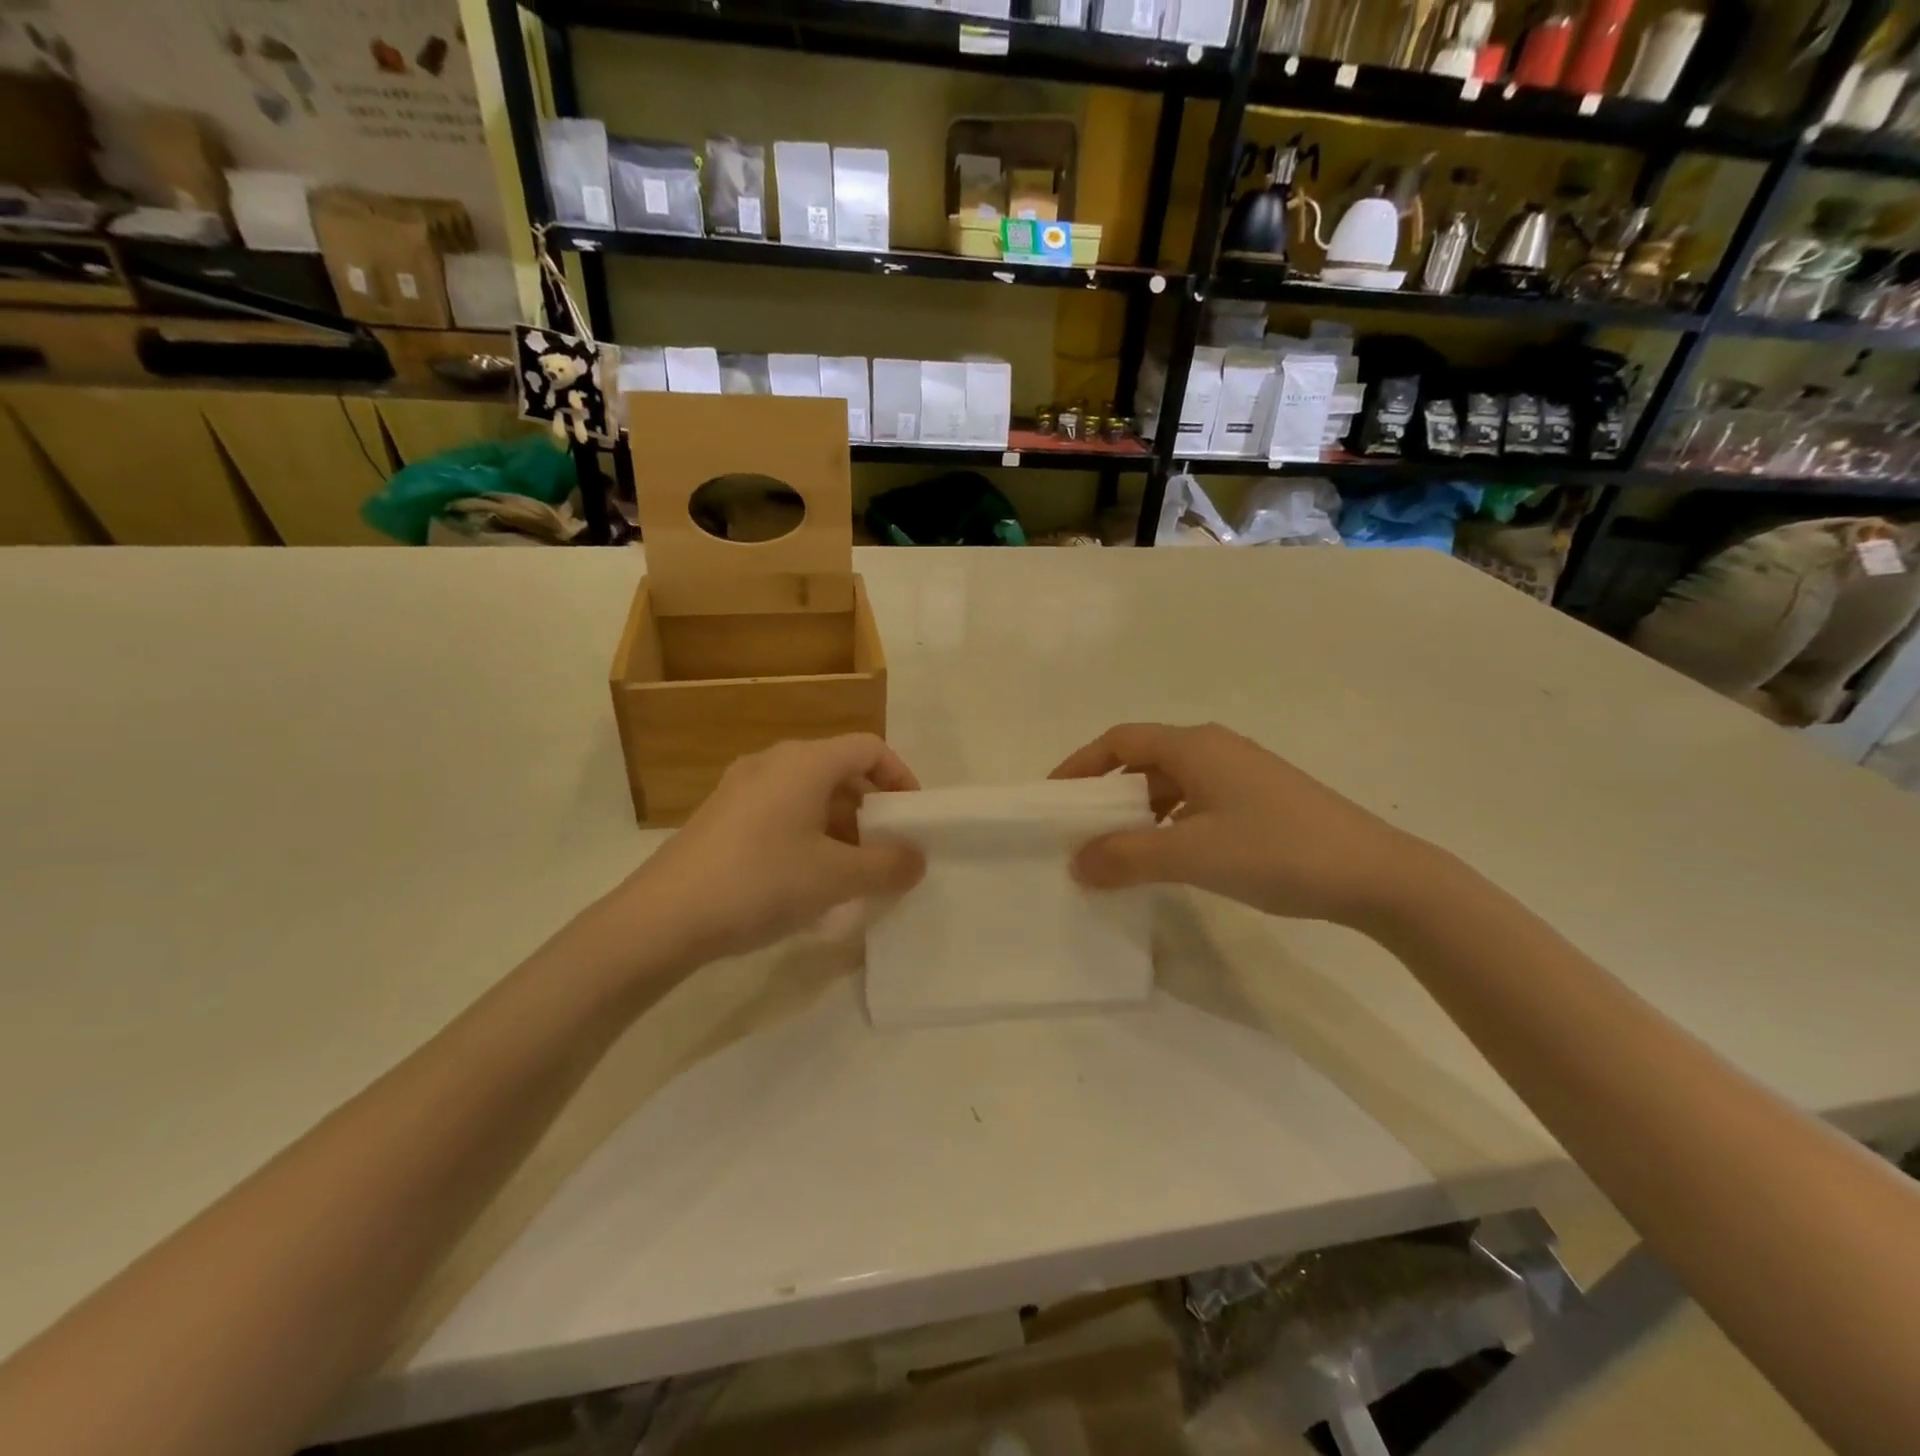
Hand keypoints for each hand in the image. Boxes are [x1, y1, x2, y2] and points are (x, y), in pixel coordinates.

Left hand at [604, 735, 924, 966]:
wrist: (663, 917)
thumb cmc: (761, 882)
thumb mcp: (836, 878)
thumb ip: (887, 865)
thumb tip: (917, 859)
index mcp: (805, 762)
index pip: (869, 748)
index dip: (900, 777)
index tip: (912, 817)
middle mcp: (773, 762)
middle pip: (839, 770)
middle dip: (870, 809)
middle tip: (884, 850)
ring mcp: (741, 787)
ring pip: (808, 793)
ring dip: (839, 825)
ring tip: (848, 872)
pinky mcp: (721, 815)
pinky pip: (779, 810)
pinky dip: (806, 833)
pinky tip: (804, 879)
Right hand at [1050, 722, 1435, 927]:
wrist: (1377, 875)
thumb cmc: (1277, 851)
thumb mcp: (1192, 854)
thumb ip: (1127, 857)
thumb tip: (1075, 864)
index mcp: (1194, 746)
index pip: (1119, 741)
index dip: (1081, 765)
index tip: (1054, 799)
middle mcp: (1215, 749)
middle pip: (1143, 760)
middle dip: (1107, 794)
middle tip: (1080, 831)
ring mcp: (1242, 774)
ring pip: (1171, 784)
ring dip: (1139, 813)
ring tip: (1117, 851)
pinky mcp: (1261, 801)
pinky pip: (1196, 802)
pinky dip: (1170, 824)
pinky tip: (1169, 858)